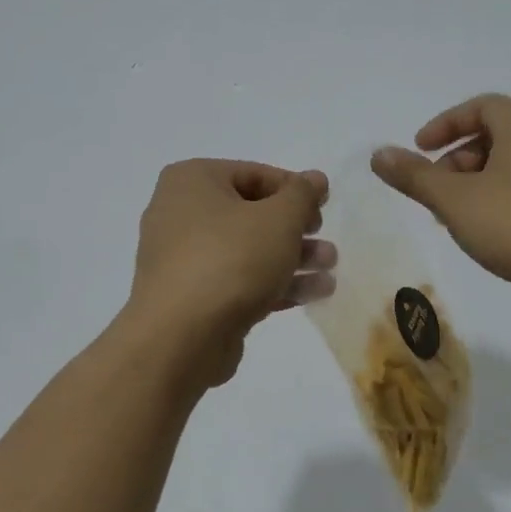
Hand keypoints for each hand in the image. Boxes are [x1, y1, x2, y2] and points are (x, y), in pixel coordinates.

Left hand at [128, 160, 336, 384]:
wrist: (182, 337)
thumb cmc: (231, 259)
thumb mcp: (279, 219)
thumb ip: (302, 195)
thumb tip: (316, 178)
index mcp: (191, 181)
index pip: (253, 174)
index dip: (295, 189)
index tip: (324, 207)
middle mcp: (180, 214)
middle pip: (251, 214)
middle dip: (296, 230)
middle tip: (326, 242)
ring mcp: (184, 260)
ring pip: (248, 251)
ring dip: (292, 258)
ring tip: (330, 268)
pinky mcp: (193, 298)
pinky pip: (239, 281)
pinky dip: (274, 283)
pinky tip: (314, 293)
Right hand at [372, 94, 510, 329]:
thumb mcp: (454, 199)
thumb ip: (414, 176)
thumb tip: (378, 154)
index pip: (480, 107)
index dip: (444, 124)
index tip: (419, 150)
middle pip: (493, 137)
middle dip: (455, 161)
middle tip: (433, 190)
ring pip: (506, 170)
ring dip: (472, 187)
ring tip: (451, 219)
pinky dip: (495, 205)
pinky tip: (482, 238)